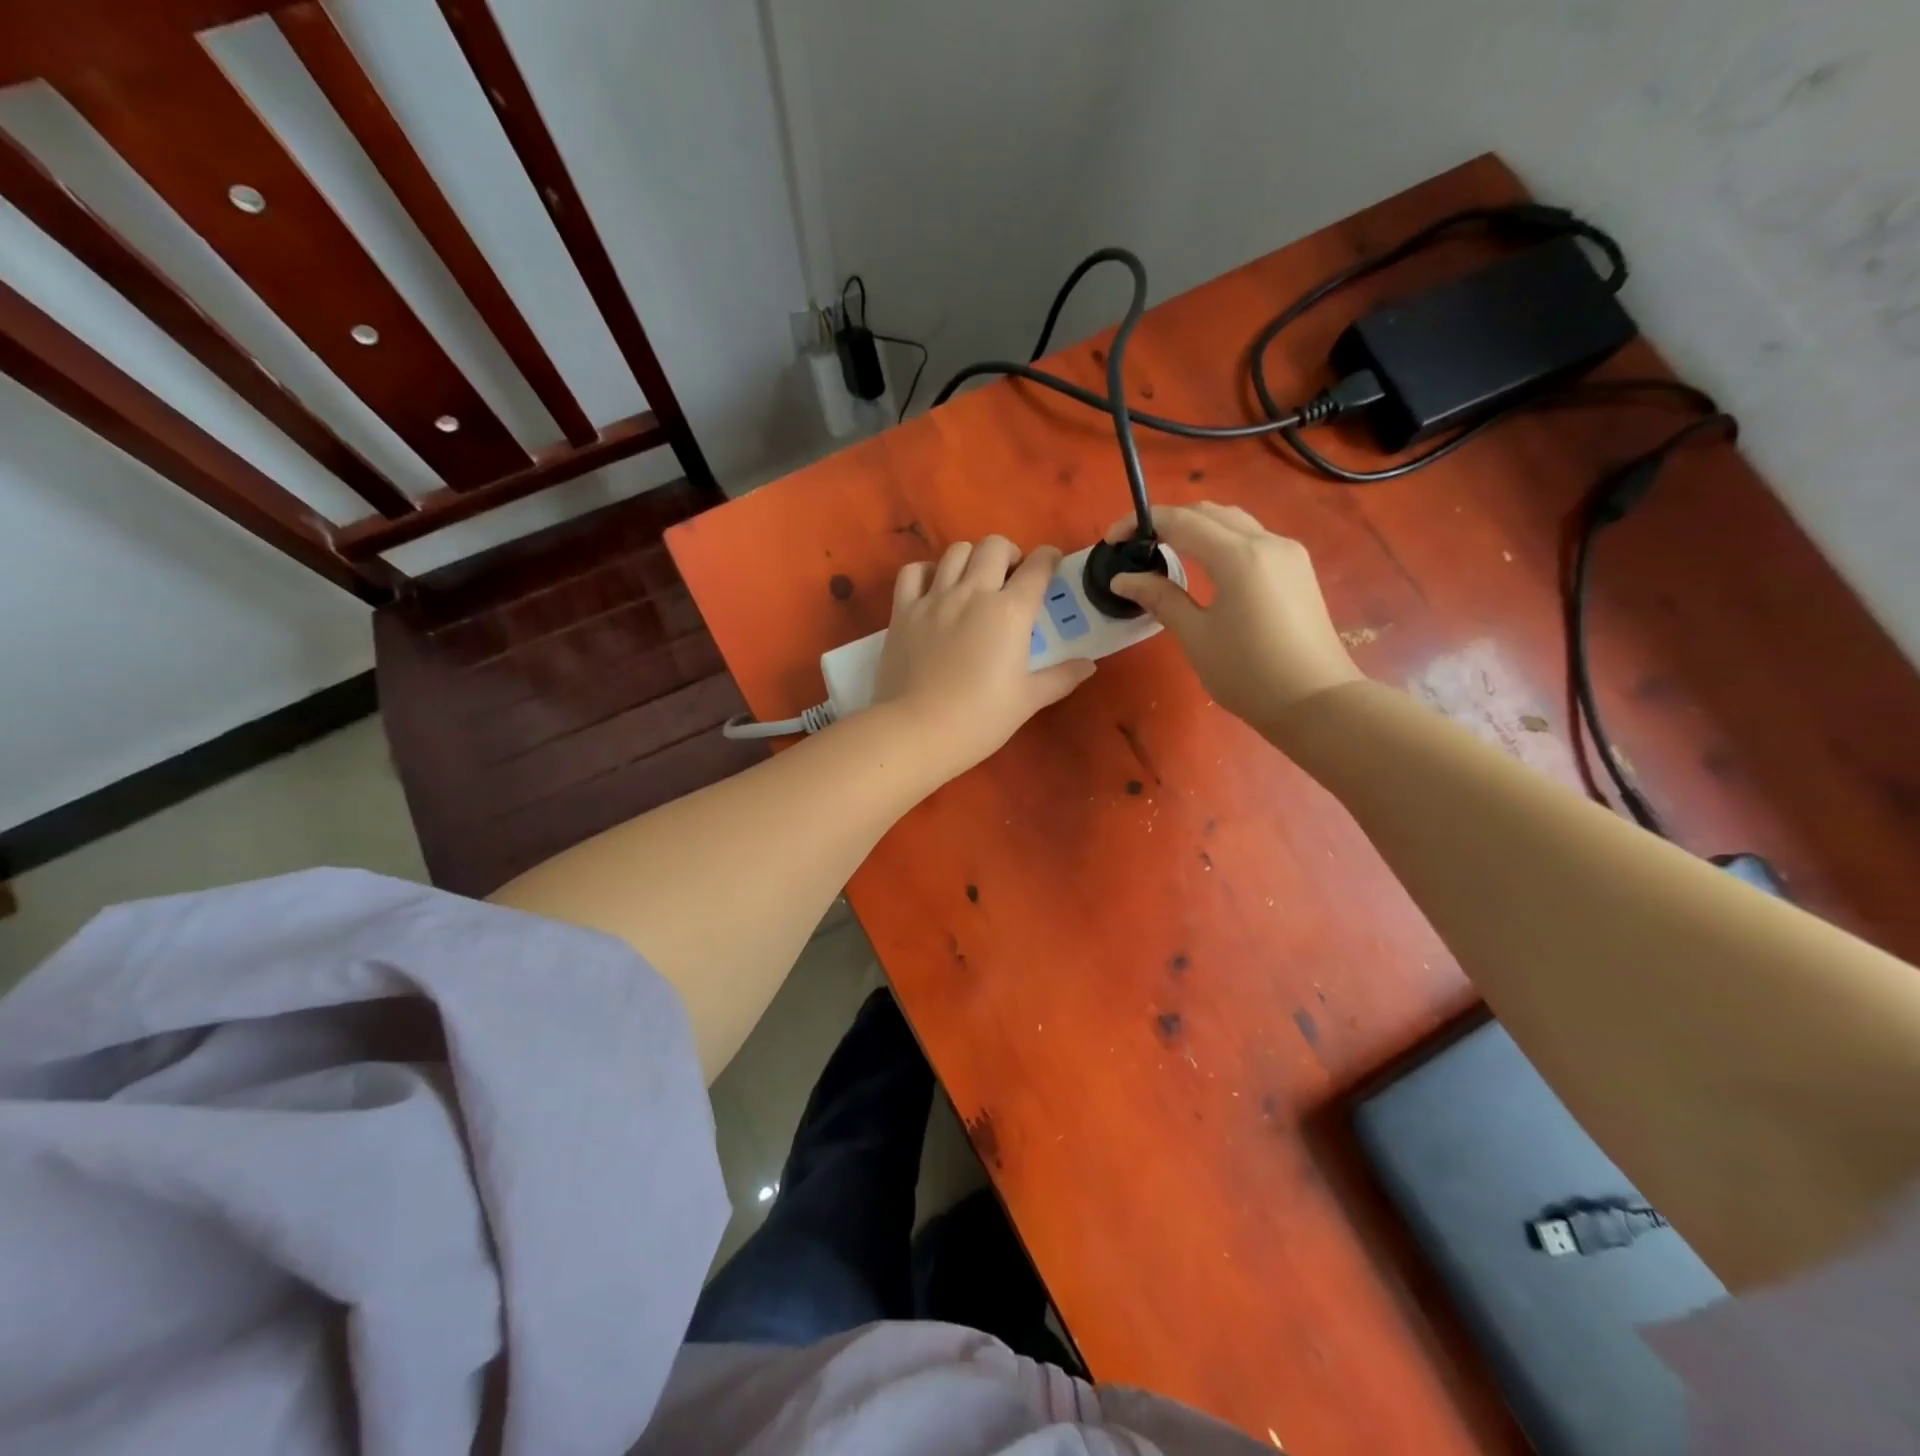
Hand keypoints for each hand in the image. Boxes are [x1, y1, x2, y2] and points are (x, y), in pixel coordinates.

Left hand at [874, 537, 1096, 778]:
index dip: (1049, 559)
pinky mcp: (903, 611)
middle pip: (995, 546)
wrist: (919, 731)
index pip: (1038, 566)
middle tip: (1011, 578)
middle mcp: (973, 593)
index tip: (1051, 566)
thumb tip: (1088, 664)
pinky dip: (927, 572)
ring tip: (974, 581)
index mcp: (1010, 611)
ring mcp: (934, 598)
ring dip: (971, 558)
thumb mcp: (1029, 700)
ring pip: (956, 551)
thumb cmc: (981, 719)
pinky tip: (934, 588)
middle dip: (1010, 554)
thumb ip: (1061, 677)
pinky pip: (913, 572)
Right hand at [1108, 503, 1361, 735]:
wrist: (1316, 702)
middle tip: (1136, 547)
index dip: (1141, 523)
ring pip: (1232, 521)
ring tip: (1166, 552)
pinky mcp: (1297, 568)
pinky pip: (1251, 538)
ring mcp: (1287, 552)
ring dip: (1195, 527)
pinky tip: (1204, 566)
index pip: (1180, 521)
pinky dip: (1220, 540)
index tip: (1111, 541)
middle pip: (1208, 512)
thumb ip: (1161, 598)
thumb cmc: (1249, 674)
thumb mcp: (1197, 637)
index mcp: (1238, 557)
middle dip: (1167, 521)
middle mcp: (1266, 541)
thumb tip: (1123, 579)